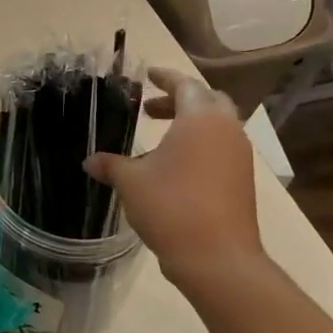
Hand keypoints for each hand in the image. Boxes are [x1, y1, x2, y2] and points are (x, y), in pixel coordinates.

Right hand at [83, 66, 263, 282]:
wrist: (216, 257)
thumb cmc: (171, 206)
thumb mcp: (130, 182)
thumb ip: (110, 164)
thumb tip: (89, 161)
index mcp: (201, 119)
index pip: (185, 85)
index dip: (165, 77)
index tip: (148, 75)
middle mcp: (226, 130)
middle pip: (208, 101)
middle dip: (180, 100)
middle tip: (151, 109)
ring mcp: (239, 156)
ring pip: (217, 127)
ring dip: (190, 125)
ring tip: (159, 140)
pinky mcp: (242, 180)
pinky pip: (220, 149)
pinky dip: (199, 146)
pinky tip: (174, 167)